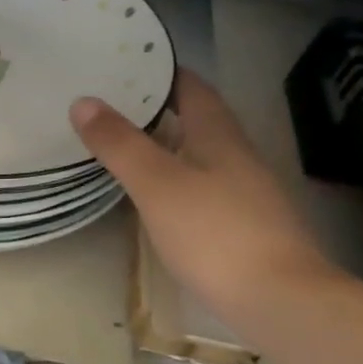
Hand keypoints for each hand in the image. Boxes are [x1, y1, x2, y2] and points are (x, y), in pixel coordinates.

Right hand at [71, 70, 338, 334]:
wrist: (278, 299)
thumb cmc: (214, 234)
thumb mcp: (157, 185)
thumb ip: (121, 144)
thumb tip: (83, 101)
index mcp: (219, 136)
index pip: (194, 88)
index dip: (165, 73)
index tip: (131, 65)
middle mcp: (239, 156)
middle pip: (201, 120)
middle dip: (164, 108)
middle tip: (118, 105)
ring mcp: (248, 193)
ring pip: (205, 155)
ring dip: (172, 145)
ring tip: (131, 147)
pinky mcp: (247, 227)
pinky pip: (208, 188)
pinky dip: (181, 180)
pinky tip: (163, 199)